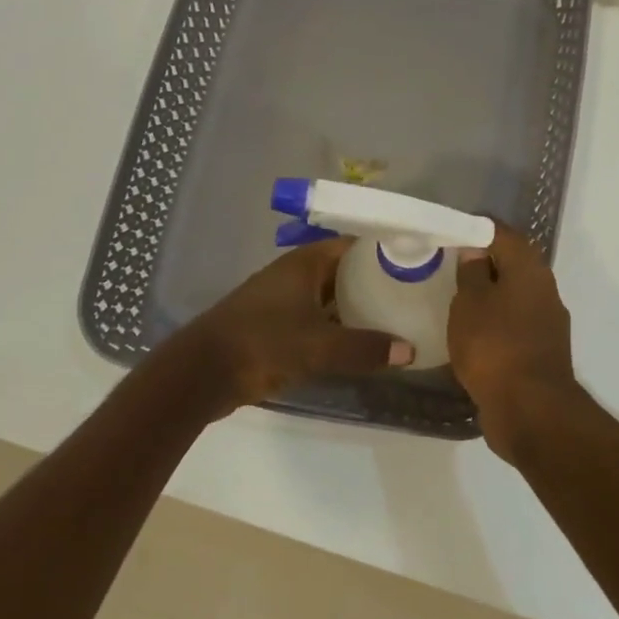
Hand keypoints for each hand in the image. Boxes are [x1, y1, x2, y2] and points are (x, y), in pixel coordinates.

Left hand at [170, 237, 414, 415]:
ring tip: (399, 316)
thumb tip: (409, 351)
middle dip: (376, 280)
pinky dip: (340, 328)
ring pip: (331, 298)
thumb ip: (364, 347)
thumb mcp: (319, 346)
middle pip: (344, 271)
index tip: (416, 258)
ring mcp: (284, 302)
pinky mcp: (277, 328)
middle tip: (415, 291)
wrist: (202, 373)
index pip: (352, 245)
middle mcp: (295, 276)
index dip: (382, 249)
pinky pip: (319, 321)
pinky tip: (364, 343)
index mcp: (304, 264)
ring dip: (359, 306)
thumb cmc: (262, 343)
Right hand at [448, 223, 577, 456]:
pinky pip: (513, 327)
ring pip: (513, 298)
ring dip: (489, 297)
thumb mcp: (470, 302)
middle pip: (512, 265)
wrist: (529, 410)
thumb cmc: (494, 346)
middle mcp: (545, 290)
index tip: (450, 233)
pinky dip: (494, 325)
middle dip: (483, 264)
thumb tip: (476, 250)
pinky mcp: (541, 353)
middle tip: (449, 266)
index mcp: (530, 270)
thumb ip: (472, 272)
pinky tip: (472, 334)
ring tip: (455, 300)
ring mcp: (547, 324)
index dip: (476, 229)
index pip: (503, 234)